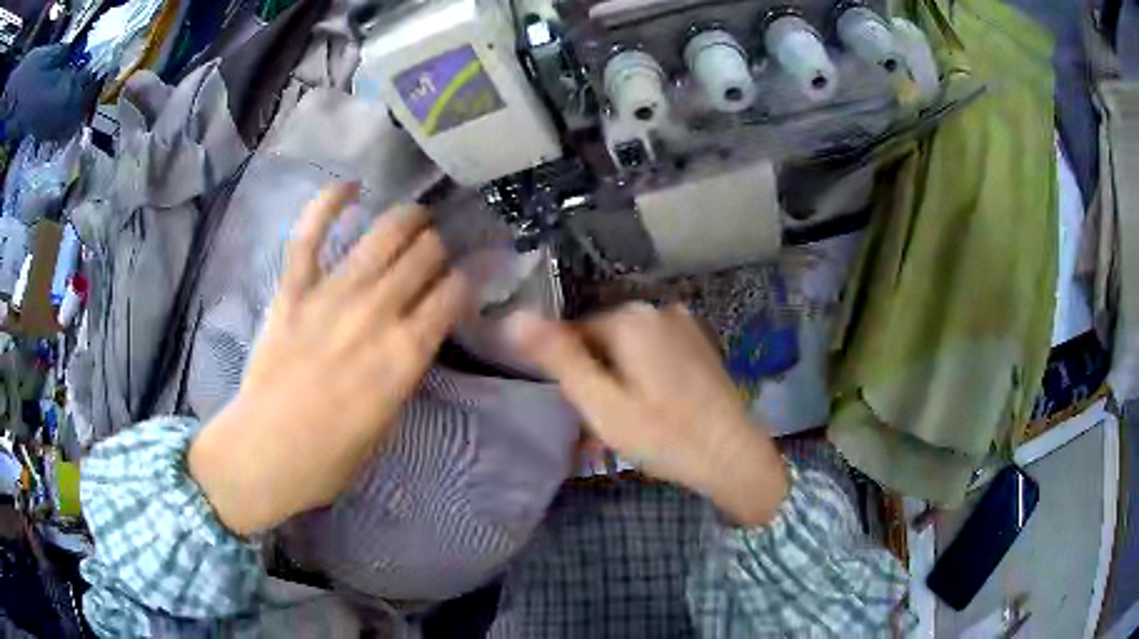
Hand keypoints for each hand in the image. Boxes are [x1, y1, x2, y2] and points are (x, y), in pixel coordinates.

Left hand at [189, 183, 469, 535]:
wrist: (265, 453)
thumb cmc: (331, 456)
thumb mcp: (388, 422)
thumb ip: (404, 369)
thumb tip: (414, 334)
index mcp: (405, 353)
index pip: (454, 293)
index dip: (469, 279)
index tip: (468, 278)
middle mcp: (376, 312)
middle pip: (425, 254)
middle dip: (440, 246)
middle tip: (438, 250)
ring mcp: (331, 295)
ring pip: (383, 235)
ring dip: (408, 218)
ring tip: (416, 215)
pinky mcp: (293, 290)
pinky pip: (311, 235)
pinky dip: (330, 203)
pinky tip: (350, 186)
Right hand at [507, 303, 788, 525]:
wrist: (735, 458)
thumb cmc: (664, 436)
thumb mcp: (602, 404)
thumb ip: (559, 360)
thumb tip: (514, 318)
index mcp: (631, 318)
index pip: (574, 336)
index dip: (571, 376)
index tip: (579, 413)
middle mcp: (658, 309)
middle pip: (603, 343)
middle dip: (596, 380)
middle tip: (600, 428)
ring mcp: (684, 325)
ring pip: (630, 352)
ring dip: (619, 384)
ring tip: (624, 428)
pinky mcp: (699, 344)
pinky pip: (656, 356)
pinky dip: (644, 380)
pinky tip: (652, 414)